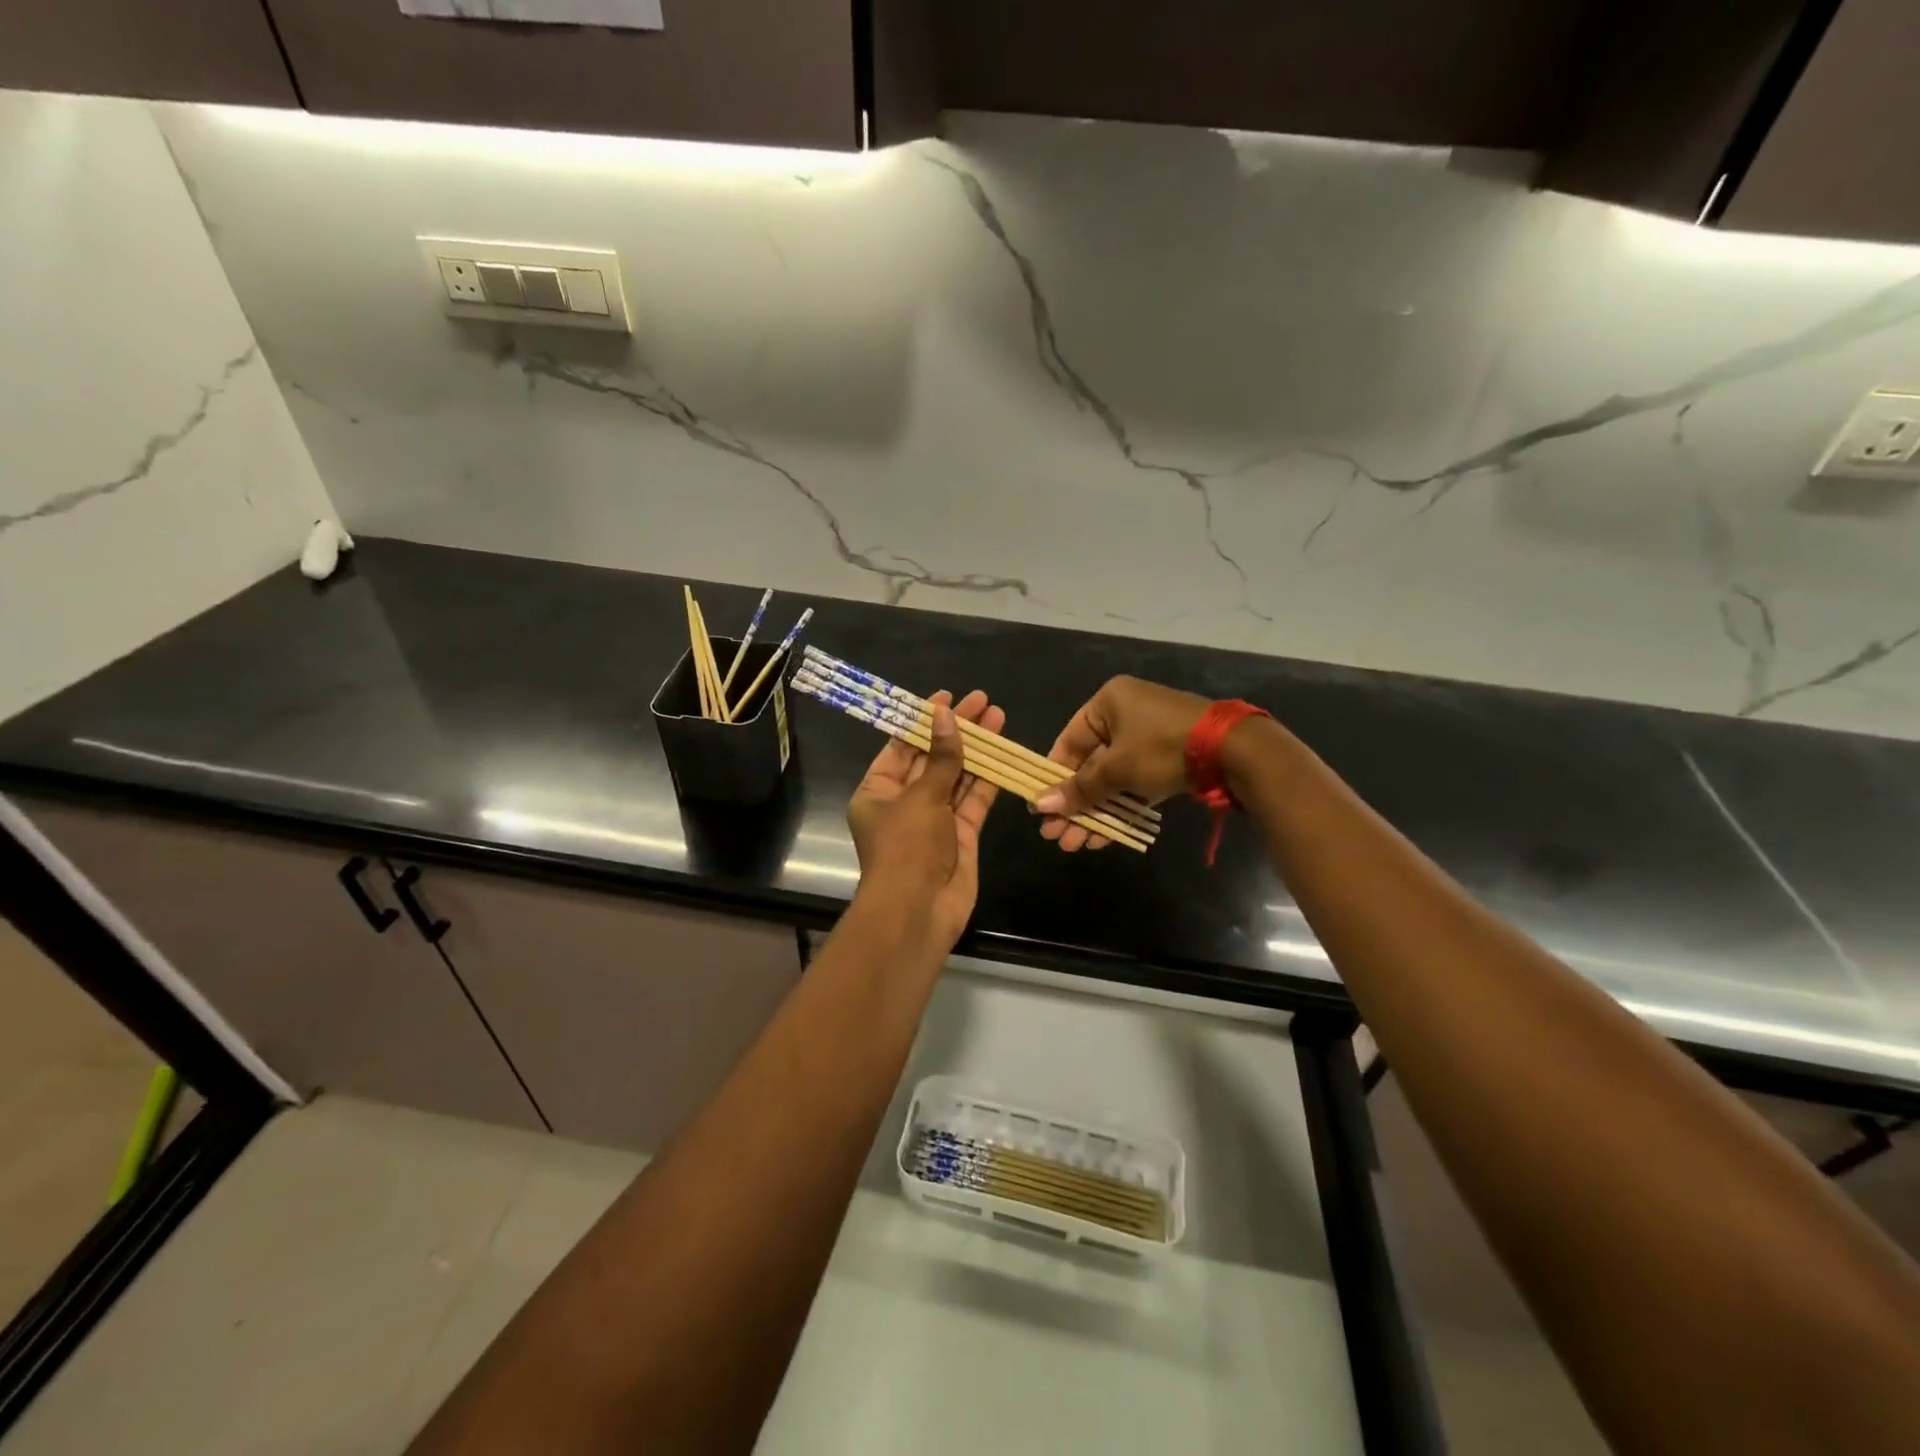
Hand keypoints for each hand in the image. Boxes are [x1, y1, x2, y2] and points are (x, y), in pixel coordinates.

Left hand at [847, 689, 1003, 948]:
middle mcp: (904, 802)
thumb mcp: (921, 797)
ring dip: (976, 750)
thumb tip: (946, 716)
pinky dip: (987, 779)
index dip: (925, 720)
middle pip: (933, 758)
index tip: (948, 697)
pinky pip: (974, 801)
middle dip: (956, 731)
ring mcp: (934, 820)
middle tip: (982, 701)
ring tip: (998, 717)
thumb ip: (941, 758)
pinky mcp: (961, 835)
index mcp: (878, 791)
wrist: (918, 910)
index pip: (902, 746)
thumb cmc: (906, 847)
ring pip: (957, 777)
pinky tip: (1002, 753)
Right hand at [1035, 676, 1208, 851]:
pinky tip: (1103, 838)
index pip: (1068, 742)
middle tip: (1056, 837)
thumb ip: (1079, 789)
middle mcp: (1124, 715)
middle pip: (1088, 765)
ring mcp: (1147, 737)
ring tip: (1075, 845)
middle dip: (1073, 804)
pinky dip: (1119, 807)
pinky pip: (1133, 784)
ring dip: (1093, 812)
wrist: (1234, 751)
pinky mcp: (1167, 759)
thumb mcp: (1117, 769)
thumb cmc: (1162, 748)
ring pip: (1111, 779)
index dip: (1053, 777)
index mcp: (1108, 703)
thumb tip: (1040, 806)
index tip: (1041, 809)